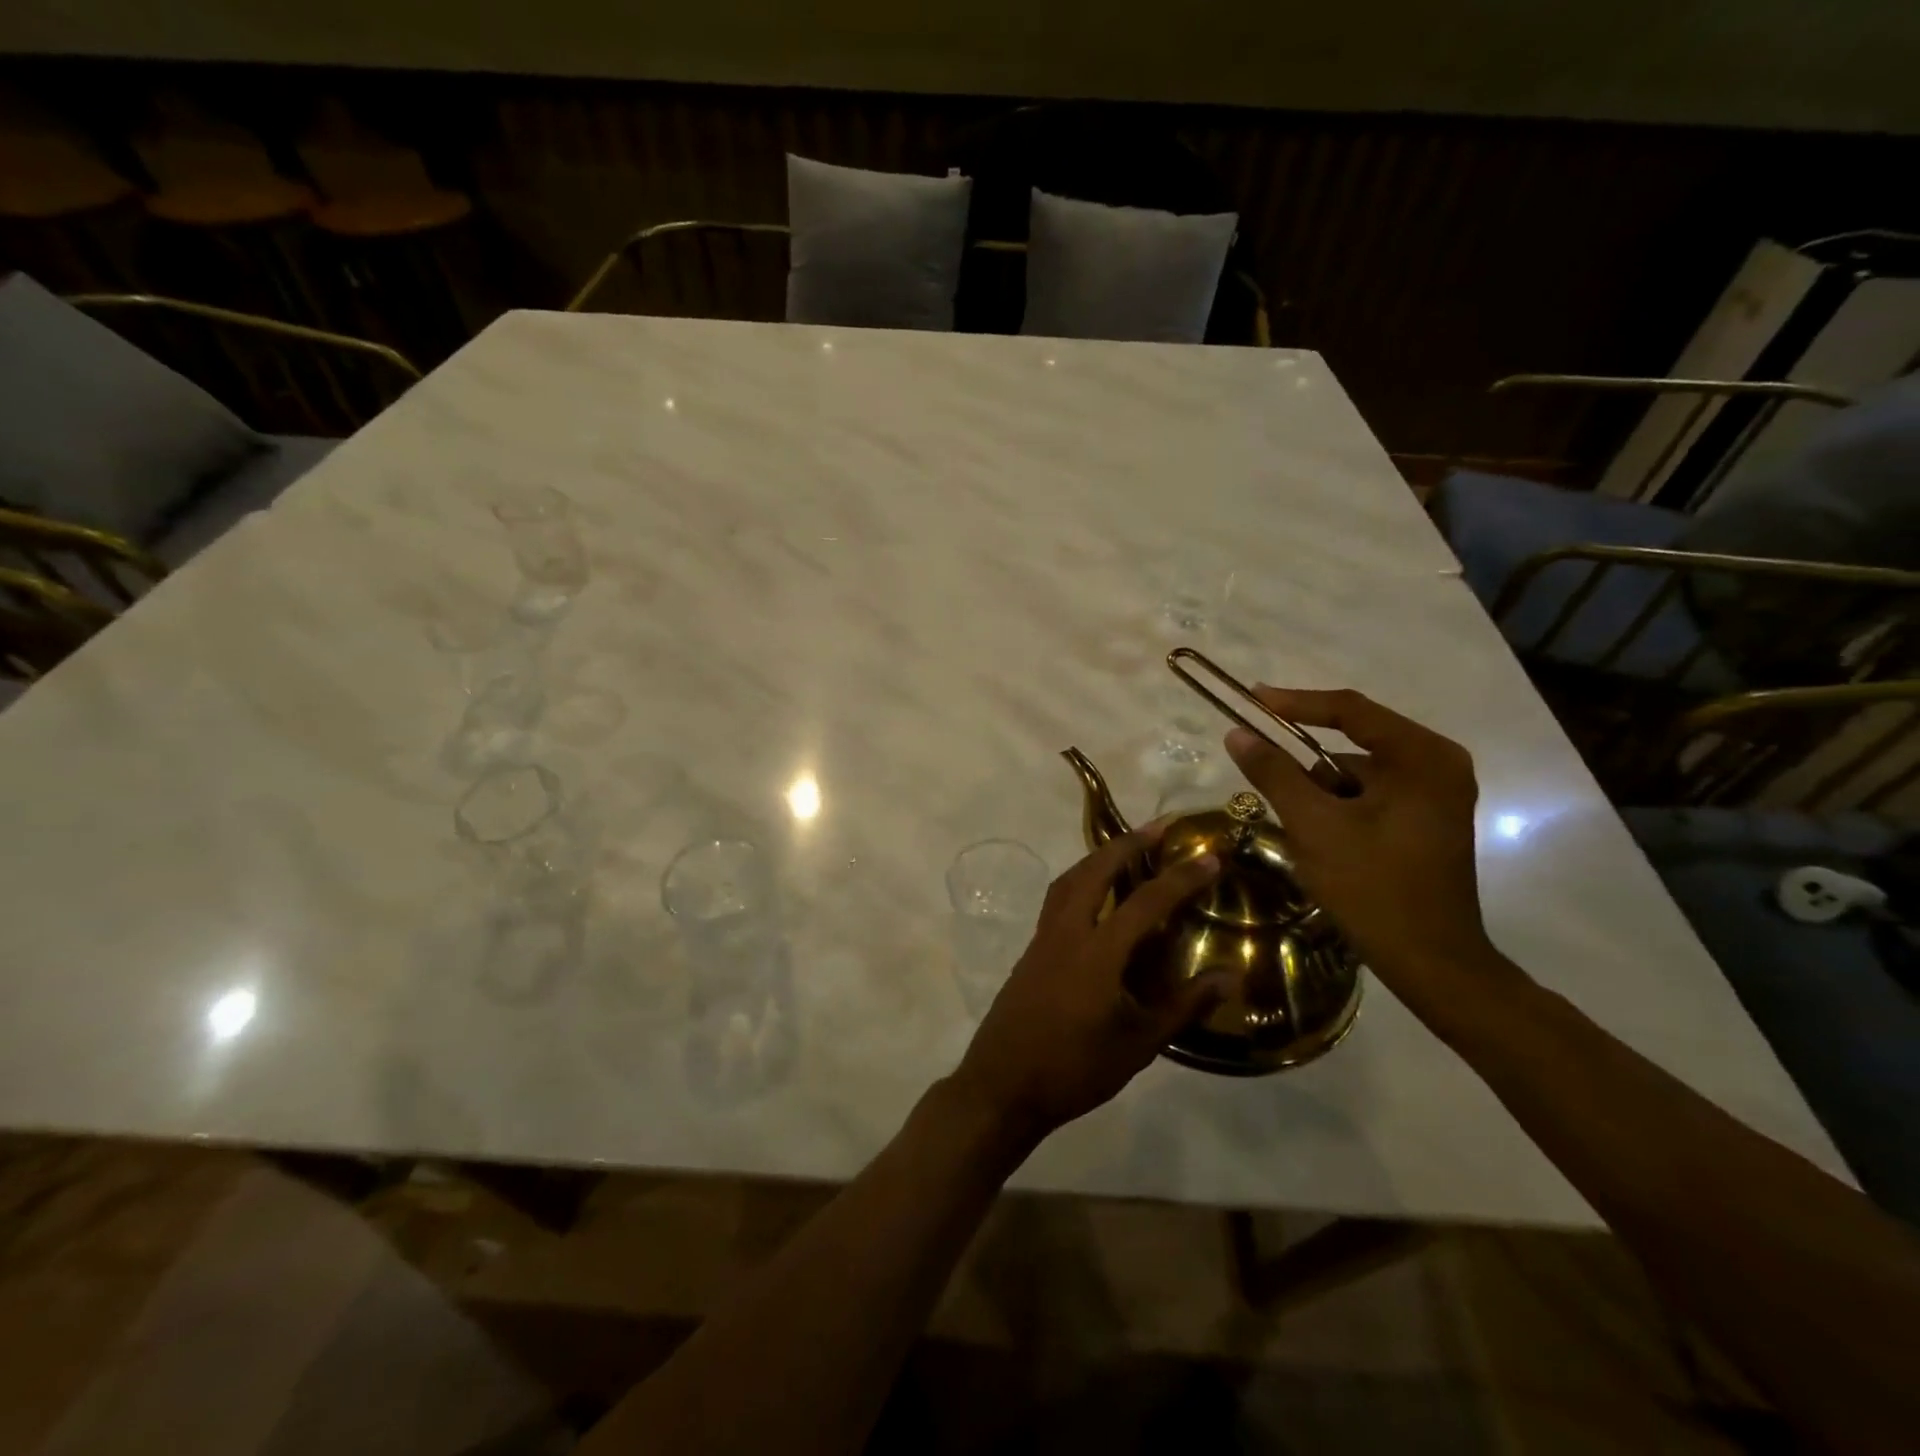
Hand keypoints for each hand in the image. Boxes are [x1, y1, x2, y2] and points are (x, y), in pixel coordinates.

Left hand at [950, 826, 1229, 1140]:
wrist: (1002, 1085)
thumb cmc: (1075, 1069)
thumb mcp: (1139, 1044)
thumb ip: (1184, 1005)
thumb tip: (1231, 977)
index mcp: (1097, 952)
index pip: (1145, 902)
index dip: (1180, 877)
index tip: (1209, 856)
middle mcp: (1066, 932)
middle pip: (1095, 870)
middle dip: (1129, 843)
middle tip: (1160, 827)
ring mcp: (1043, 938)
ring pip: (1070, 879)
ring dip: (1099, 856)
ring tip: (1128, 849)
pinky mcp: (1031, 949)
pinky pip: (1058, 898)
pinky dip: (1081, 880)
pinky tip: (1097, 896)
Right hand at [1224, 687, 1521, 1017]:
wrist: (1431, 961)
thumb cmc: (1373, 887)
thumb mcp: (1314, 825)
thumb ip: (1274, 774)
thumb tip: (1237, 734)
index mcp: (1422, 757)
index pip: (1350, 710)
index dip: (1295, 702)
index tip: (1251, 699)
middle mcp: (1438, 764)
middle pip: (1354, 743)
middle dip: (1306, 764)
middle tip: (1263, 768)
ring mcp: (1437, 793)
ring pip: (1358, 774)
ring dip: (1322, 792)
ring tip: (1303, 831)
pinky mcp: (1428, 819)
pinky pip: (1372, 795)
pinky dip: (1340, 808)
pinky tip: (1326, 842)